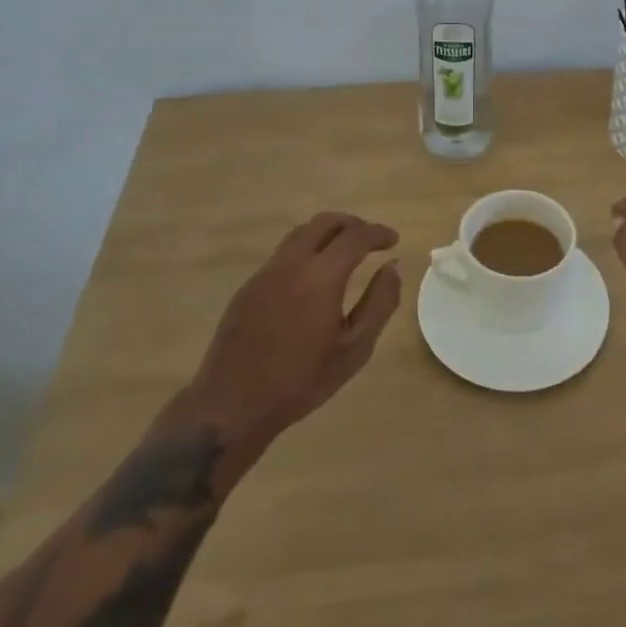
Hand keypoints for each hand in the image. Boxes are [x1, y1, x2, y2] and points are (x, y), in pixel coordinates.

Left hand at [184, 212, 401, 447]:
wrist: (233, 404)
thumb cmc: (301, 380)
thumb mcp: (354, 349)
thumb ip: (380, 303)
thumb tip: (393, 266)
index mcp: (322, 275)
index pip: (356, 235)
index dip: (378, 232)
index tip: (393, 240)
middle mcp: (293, 262)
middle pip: (325, 222)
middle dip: (352, 225)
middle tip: (370, 240)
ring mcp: (267, 271)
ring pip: (301, 233)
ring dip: (327, 234)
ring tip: (343, 252)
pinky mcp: (250, 285)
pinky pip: (284, 253)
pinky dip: (306, 251)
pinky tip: (312, 278)